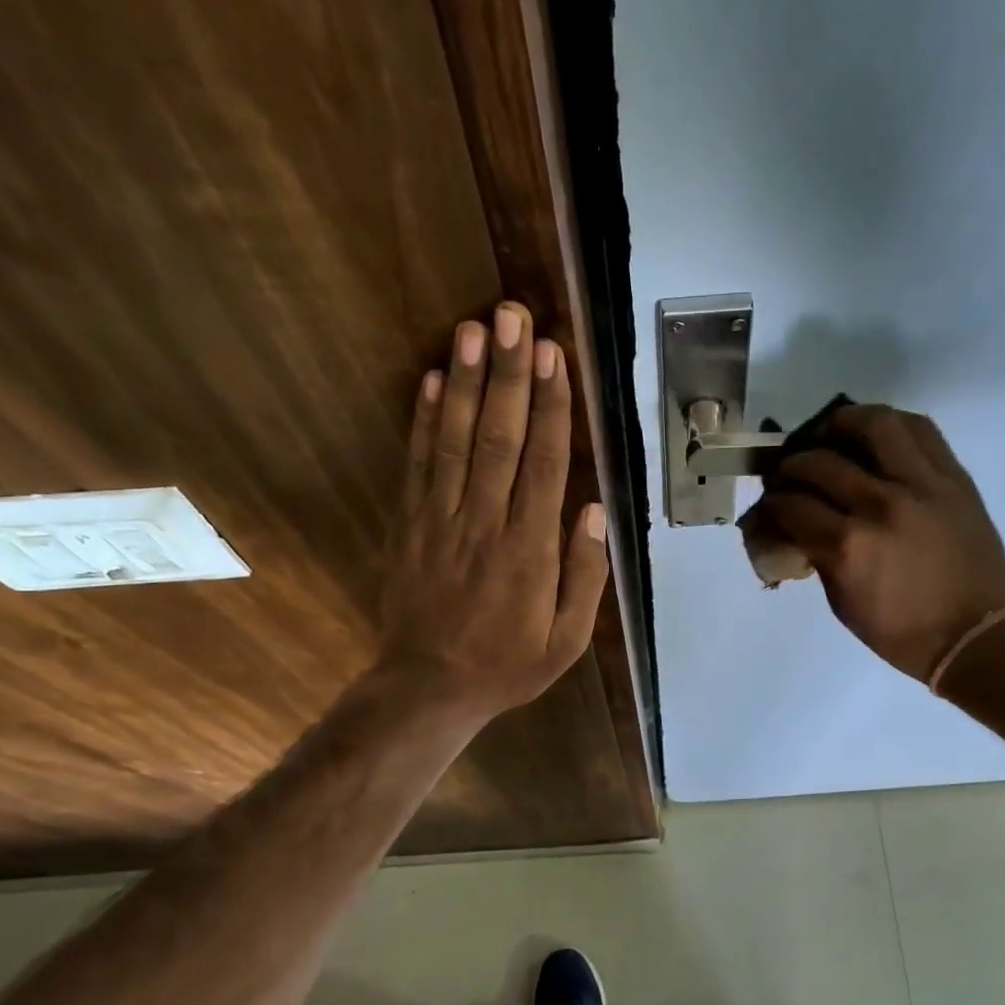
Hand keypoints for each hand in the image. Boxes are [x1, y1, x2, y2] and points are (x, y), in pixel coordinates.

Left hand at [377, 302, 609, 719]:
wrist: (428, 687)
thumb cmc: (508, 664)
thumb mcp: (566, 640)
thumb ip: (585, 575)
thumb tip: (595, 510)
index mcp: (529, 550)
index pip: (544, 464)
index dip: (550, 407)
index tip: (554, 356)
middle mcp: (485, 523)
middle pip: (498, 438)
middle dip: (508, 374)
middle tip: (512, 317)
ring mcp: (440, 520)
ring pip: (453, 441)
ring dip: (462, 382)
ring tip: (471, 329)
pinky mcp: (410, 525)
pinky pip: (417, 465)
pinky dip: (421, 420)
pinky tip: (427, 380)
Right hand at [752, 404, 1004, 681]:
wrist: (974, 633)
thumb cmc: (900, 630)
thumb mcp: (841, 600)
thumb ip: (815, 553)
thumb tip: (791, 523)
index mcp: (848, 546)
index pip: (791, 504)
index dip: (771, 502)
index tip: (770, 503)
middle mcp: (880, 505)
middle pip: (819, 461)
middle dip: (791, 466)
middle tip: (789, 474)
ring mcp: (921, 485)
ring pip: (872, 425)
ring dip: (840, 424)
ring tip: (830, 435)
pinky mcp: (952, 477)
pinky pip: (919, 430)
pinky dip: (889, 425)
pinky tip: (874, 437)